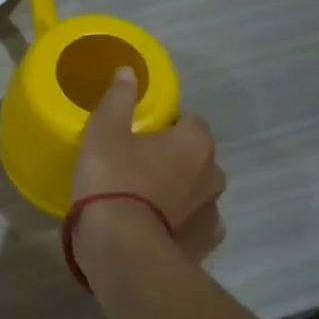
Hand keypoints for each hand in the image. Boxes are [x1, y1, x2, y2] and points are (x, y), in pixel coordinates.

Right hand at [74, 67, 225, 259]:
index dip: (164, 124)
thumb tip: (129, 71)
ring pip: (196, 192)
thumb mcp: (105, 131)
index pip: (189, 121)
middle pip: (195, 157)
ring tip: (144, 201)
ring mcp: (212, 212)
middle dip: (174, 158)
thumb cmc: (114, 180)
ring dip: (179, 192)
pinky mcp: (204, 244)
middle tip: (136, 165)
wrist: (121, 247)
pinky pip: (194, 225)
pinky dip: (180, 224)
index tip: (138, 134)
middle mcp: (214, 174)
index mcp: (196, 142)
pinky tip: (157, 228)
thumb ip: (119, 99)